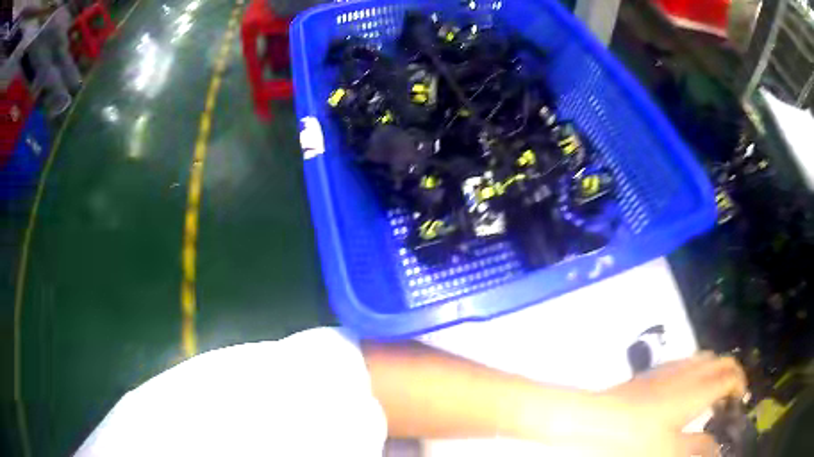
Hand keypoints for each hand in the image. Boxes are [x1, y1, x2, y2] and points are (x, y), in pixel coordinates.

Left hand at [599, 353, 747, 455]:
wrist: (594, 419)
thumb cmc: (635, 440)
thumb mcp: (670, 451)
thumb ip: (698, 448)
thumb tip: (717, 448)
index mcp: (697, 390)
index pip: (729, 376)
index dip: (740, 385)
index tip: (740, 400)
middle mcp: (687, 372)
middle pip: (720, 361)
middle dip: (731, 373)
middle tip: (730, 395)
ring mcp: (669, 369)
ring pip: (703, 358)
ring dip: (714, 369)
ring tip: (712, 391)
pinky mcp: (652, 373)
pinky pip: (685, 362)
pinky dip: (696, 369)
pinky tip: (686, 387)